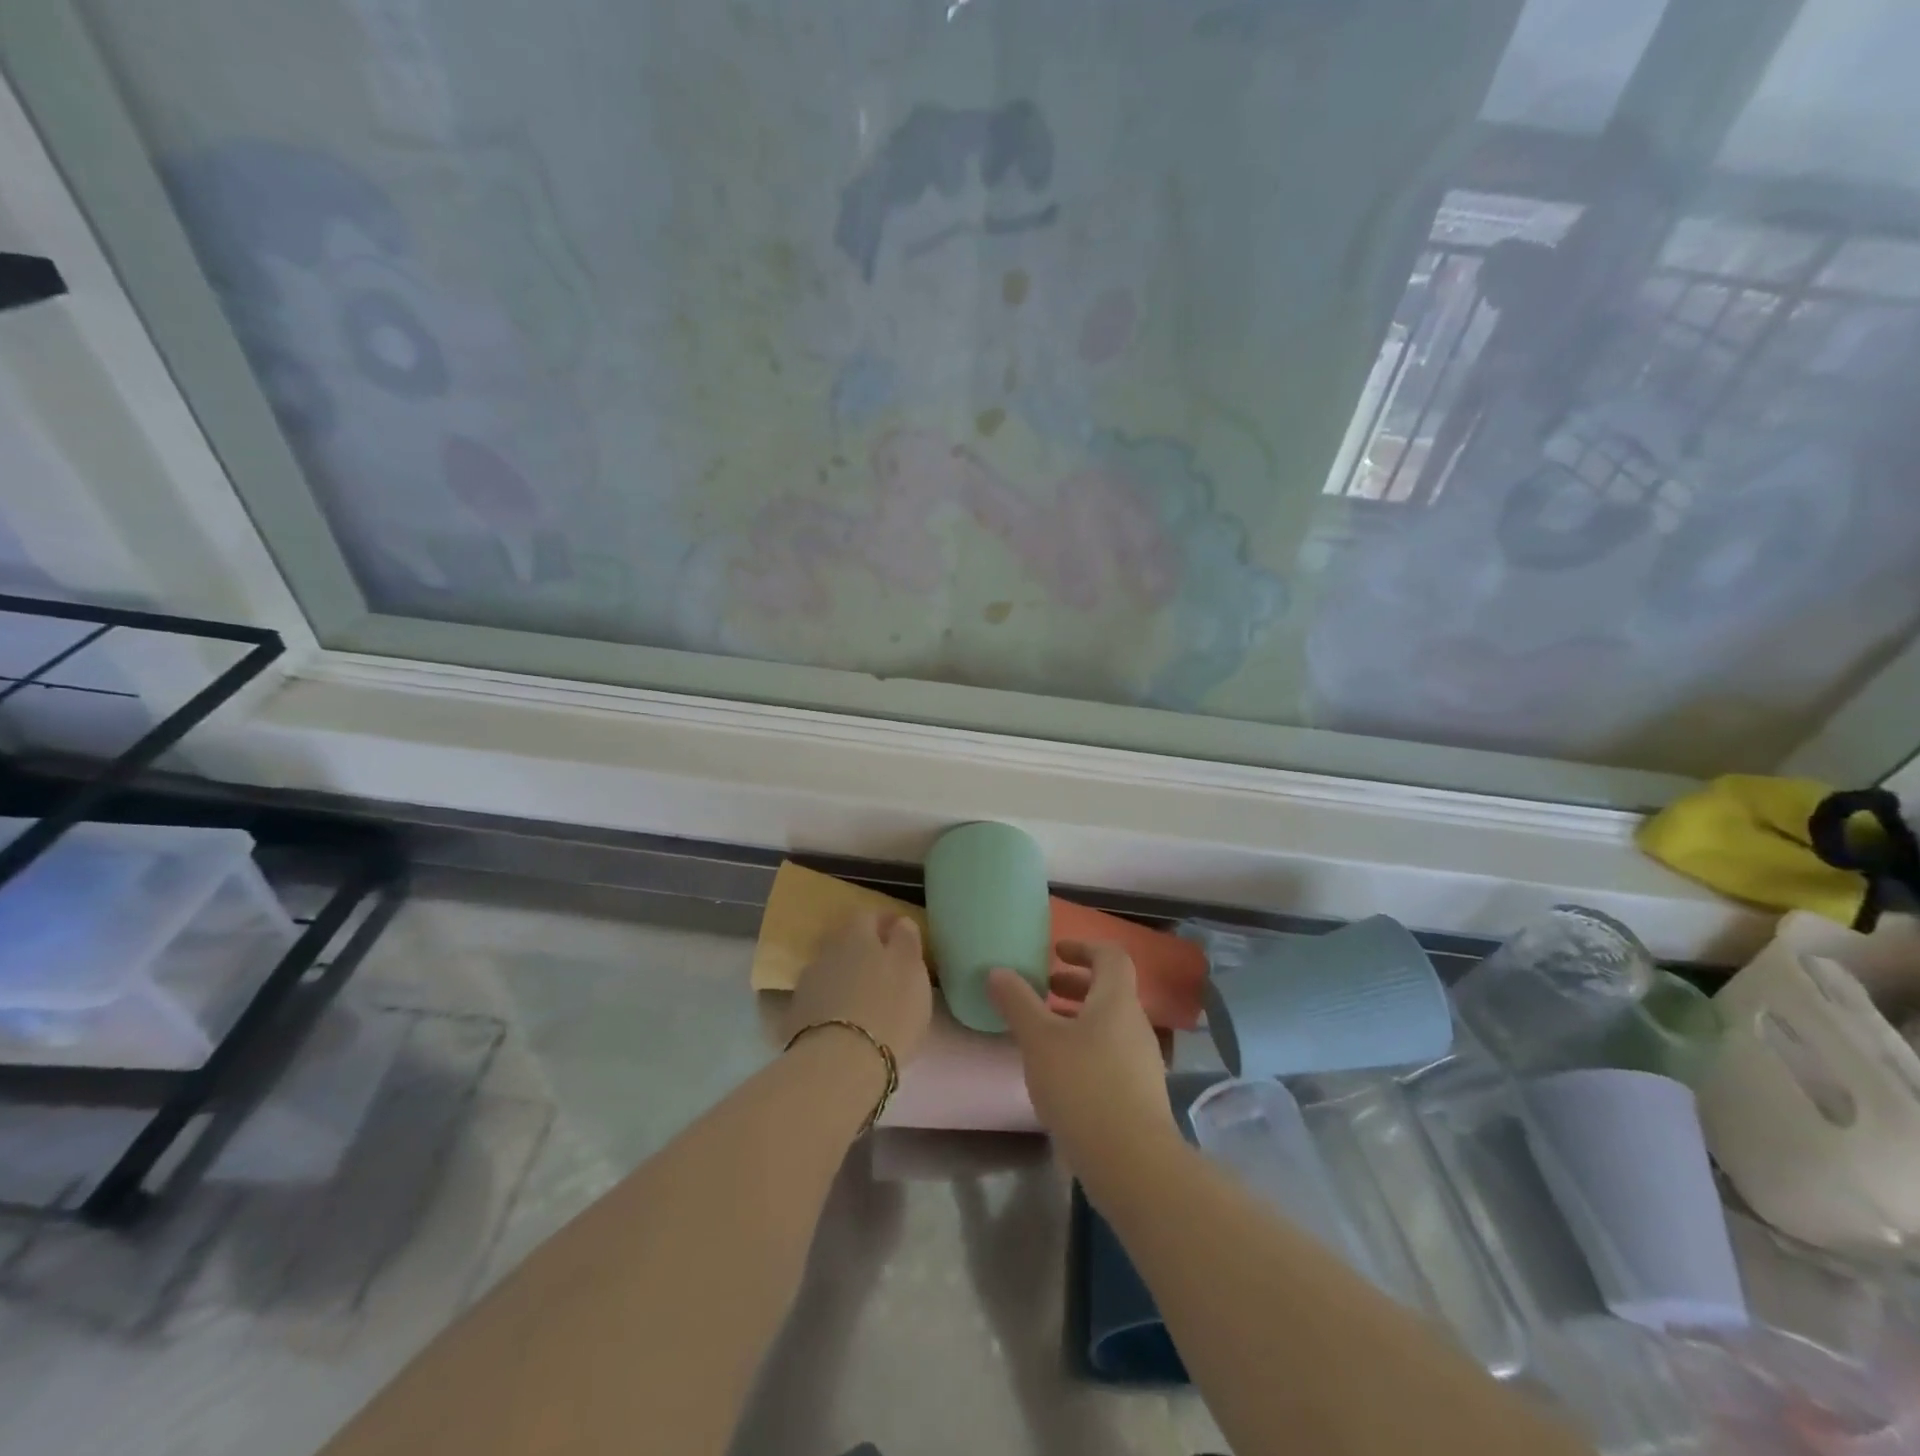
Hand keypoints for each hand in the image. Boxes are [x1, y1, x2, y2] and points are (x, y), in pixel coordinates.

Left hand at [786, 912, 932, 1064]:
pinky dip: (832, 1006)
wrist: (839, 1064)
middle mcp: (826, 952)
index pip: (869, 915)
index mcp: (856, 935)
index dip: (885, 922)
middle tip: (885, 970)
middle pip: (845, 943)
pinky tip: (844, 1023)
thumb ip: (906, 940)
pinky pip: (819, 1002)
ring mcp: (806, 985)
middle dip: (863, 951)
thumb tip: (899, 922)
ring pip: (831, 972)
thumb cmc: (888, 1009)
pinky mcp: (795, 1018)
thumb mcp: (912, 970)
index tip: (901, 934)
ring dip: (846, 980)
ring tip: (865, 1001)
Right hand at [988, 941, 1177, 1174]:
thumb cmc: (1083, 1086)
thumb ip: (1017, 1002)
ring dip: (1078, 1019)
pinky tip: (1061, 1074)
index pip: (1110, 956)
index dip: (1084, 947)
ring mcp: (1142, 1060)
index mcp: (1116, 1000)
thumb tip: (998, 971)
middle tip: (1043, 990)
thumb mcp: (1039, 1040)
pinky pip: (1112, 1054)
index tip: (1056, 952)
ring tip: (1044, 1033)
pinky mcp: (1140, 1094)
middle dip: (1075, 985)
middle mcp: (1135, 1023)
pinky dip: (1086, 1048)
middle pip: (1109, 990)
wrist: (1132, 1161)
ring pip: (1109, 1025)